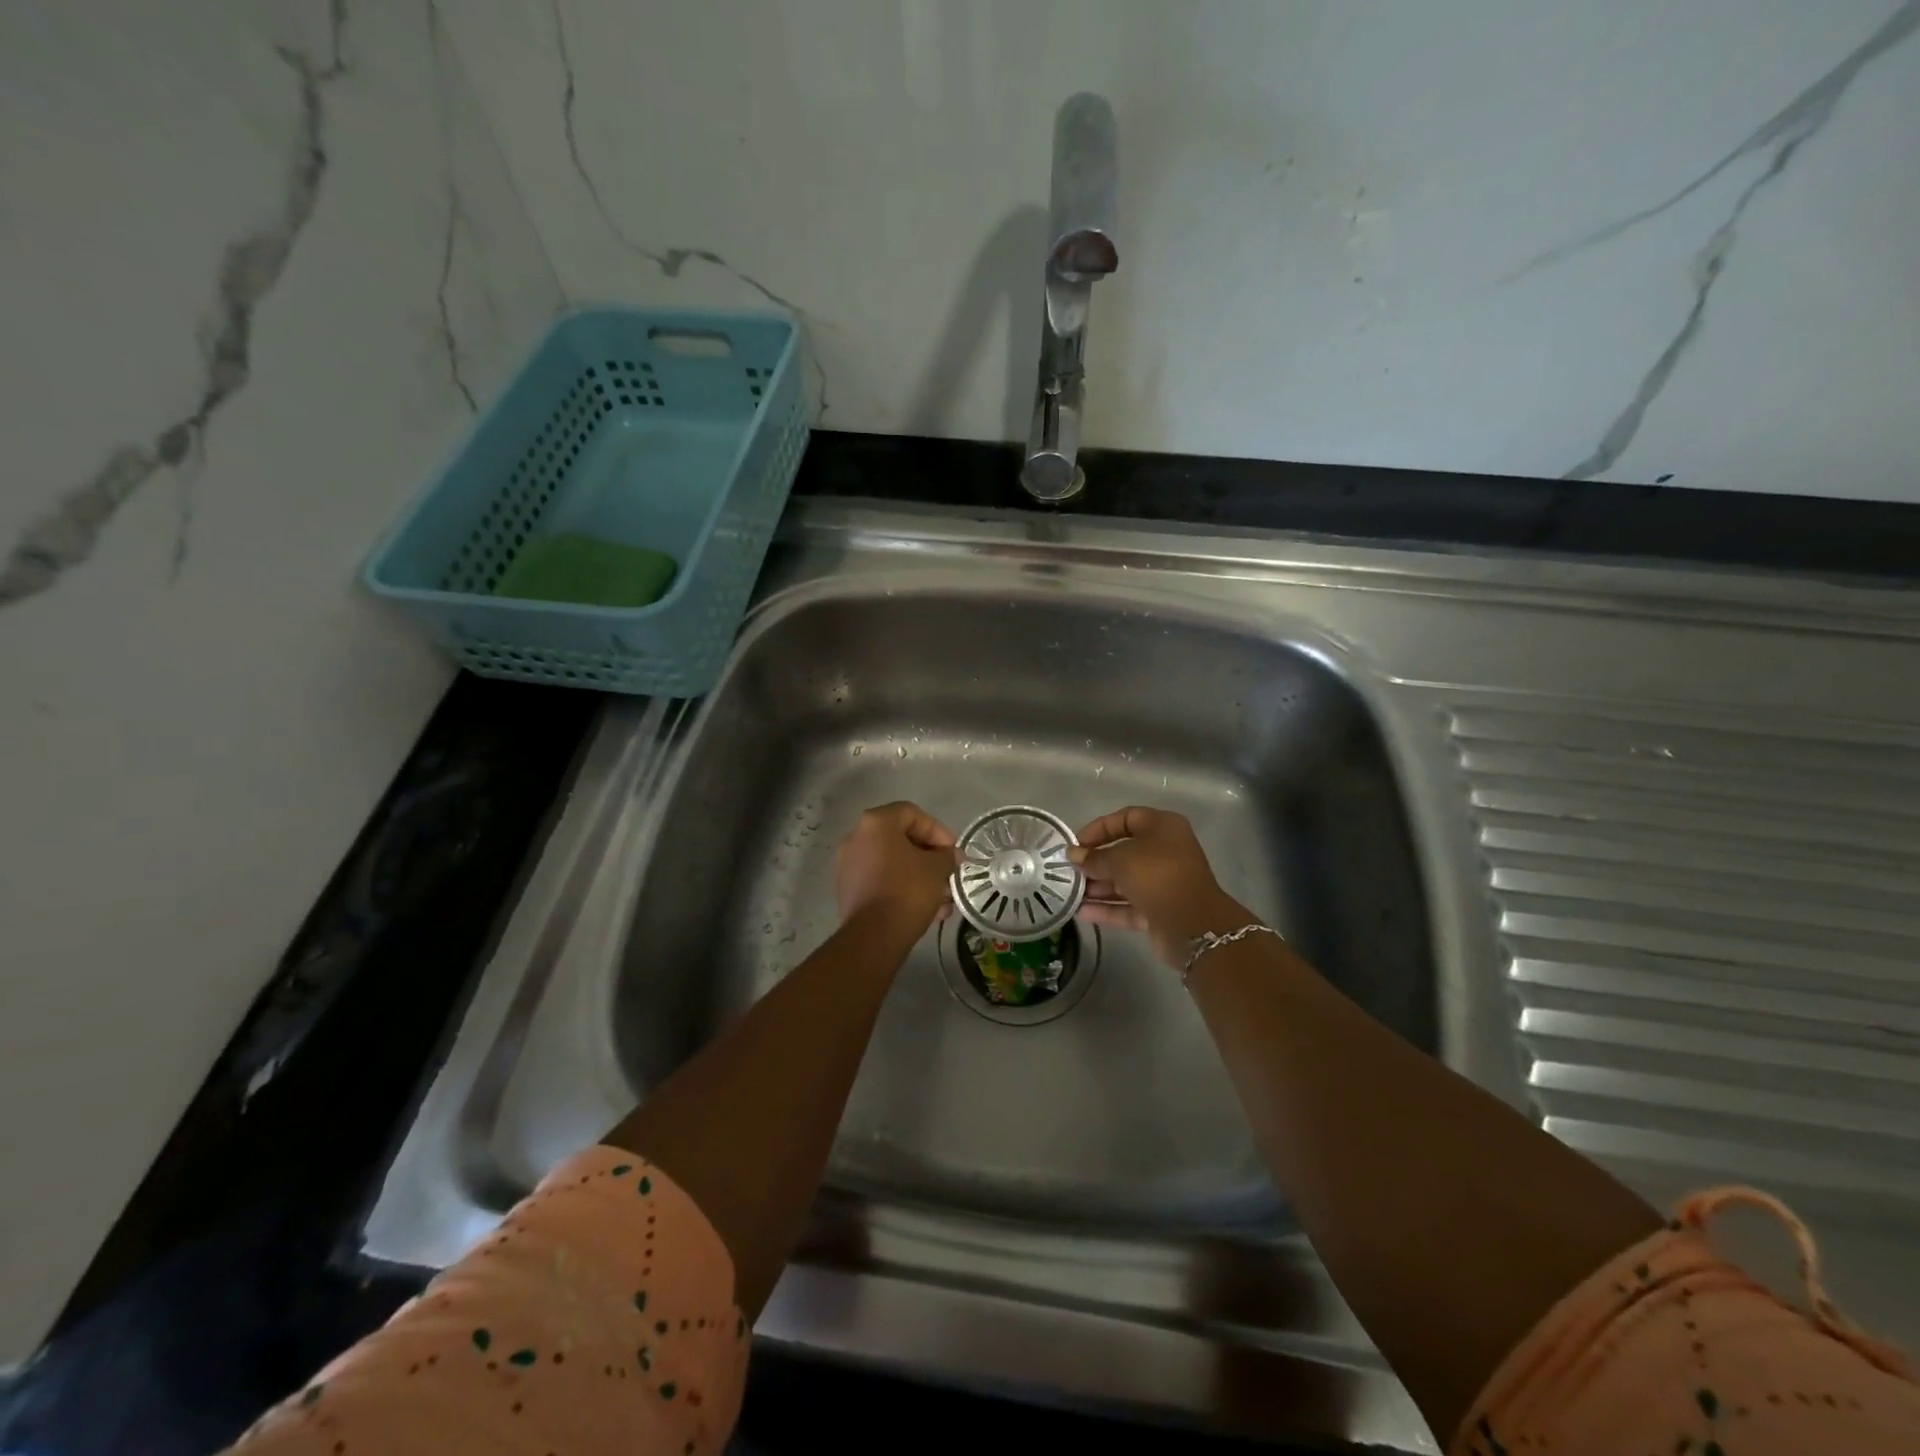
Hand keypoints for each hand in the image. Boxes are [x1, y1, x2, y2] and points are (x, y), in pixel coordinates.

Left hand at [834, 801, 957, 935]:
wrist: (874, 936)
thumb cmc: (907, 891)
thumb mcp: (937, 868)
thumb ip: (946, 855)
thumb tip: (951, 855)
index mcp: (876, 823)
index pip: (912, 814)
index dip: (938, 830)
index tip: (952, 852)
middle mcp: (857, 838)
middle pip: (901, 839)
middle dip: (929, 857)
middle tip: (948, 874)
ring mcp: (849, 864)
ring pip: (892, 863)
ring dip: (919, 876)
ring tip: (942, 898)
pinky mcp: (848, 890)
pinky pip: (881, 880)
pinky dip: (902, 888)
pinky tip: (926, 910)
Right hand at [1071, 807, 1248, 967]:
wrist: (1192, 924)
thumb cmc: (1156, 875)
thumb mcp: (1120, 859)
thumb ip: (1094, 857)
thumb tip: (1073, 855)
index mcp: (1162, 828)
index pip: (1125, 818)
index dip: (1098, 829)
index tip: (1076, 845)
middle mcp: (1165, 852)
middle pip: (1123, 852)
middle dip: (1095, 862)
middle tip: (1069, 871)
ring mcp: (1163, 883)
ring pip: (1125, 881)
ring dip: (1098, 887)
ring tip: (1070, 894)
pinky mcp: (1160, 910)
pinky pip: (1128, 905)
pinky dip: (1107, 908)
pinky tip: (1081, 912)